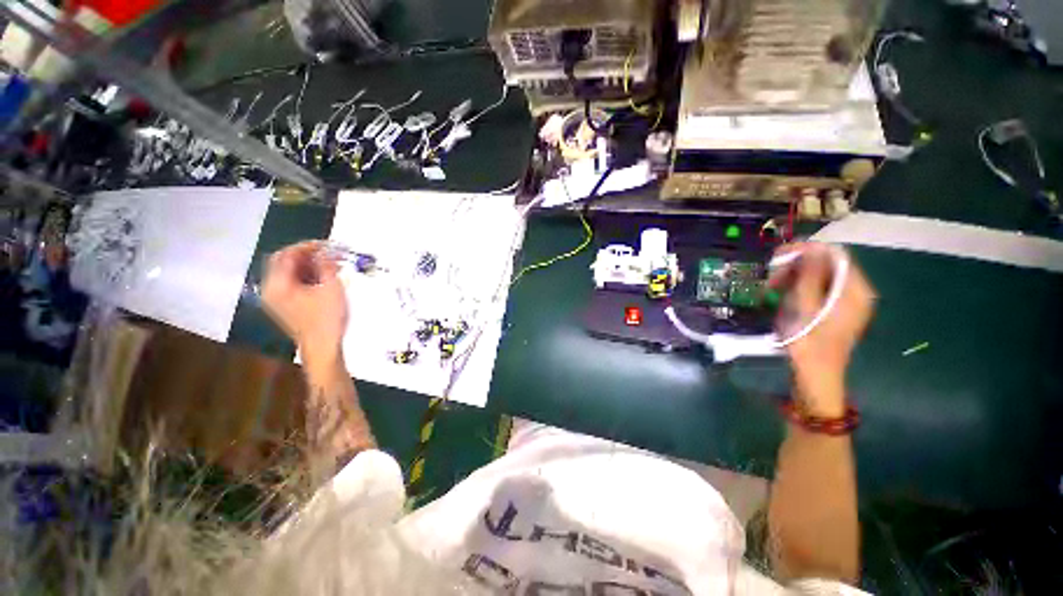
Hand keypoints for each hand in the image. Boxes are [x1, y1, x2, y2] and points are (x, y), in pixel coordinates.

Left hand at [261, 241, 347, 371]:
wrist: (324, 347)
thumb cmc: (327, 318)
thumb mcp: (331, 288)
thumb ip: (327, 266)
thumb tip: (327, 252)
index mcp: (277, 285)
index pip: (286, 255)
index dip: (306, 246)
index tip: (327, 245)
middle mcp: (271, 290)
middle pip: (284, 263)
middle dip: (307, 255)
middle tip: (329, 253)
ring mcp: (277, 300)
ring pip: (290, 273)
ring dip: (309, 266)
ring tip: (331, 265)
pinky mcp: (287, 307)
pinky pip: (293, 284)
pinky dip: (308, 277)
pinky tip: (325, 278)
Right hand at [769, 243, 874, 416]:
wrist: (814, 376)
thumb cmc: (809, 343)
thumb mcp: (805, 307)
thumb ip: (809, 276)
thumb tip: (810, 248)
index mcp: (854, 291)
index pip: (835, 255)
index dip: (807, 249)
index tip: (778, 255)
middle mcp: (854, 293)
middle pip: (827, 265)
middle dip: (797, 266)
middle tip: (769, 275)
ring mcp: (844, 303)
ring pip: (818, 278)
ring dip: (793, 278)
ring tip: (770, 288)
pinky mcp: (833, 311)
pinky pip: (816, 290)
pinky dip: (797, 289)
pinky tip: (780, 297)